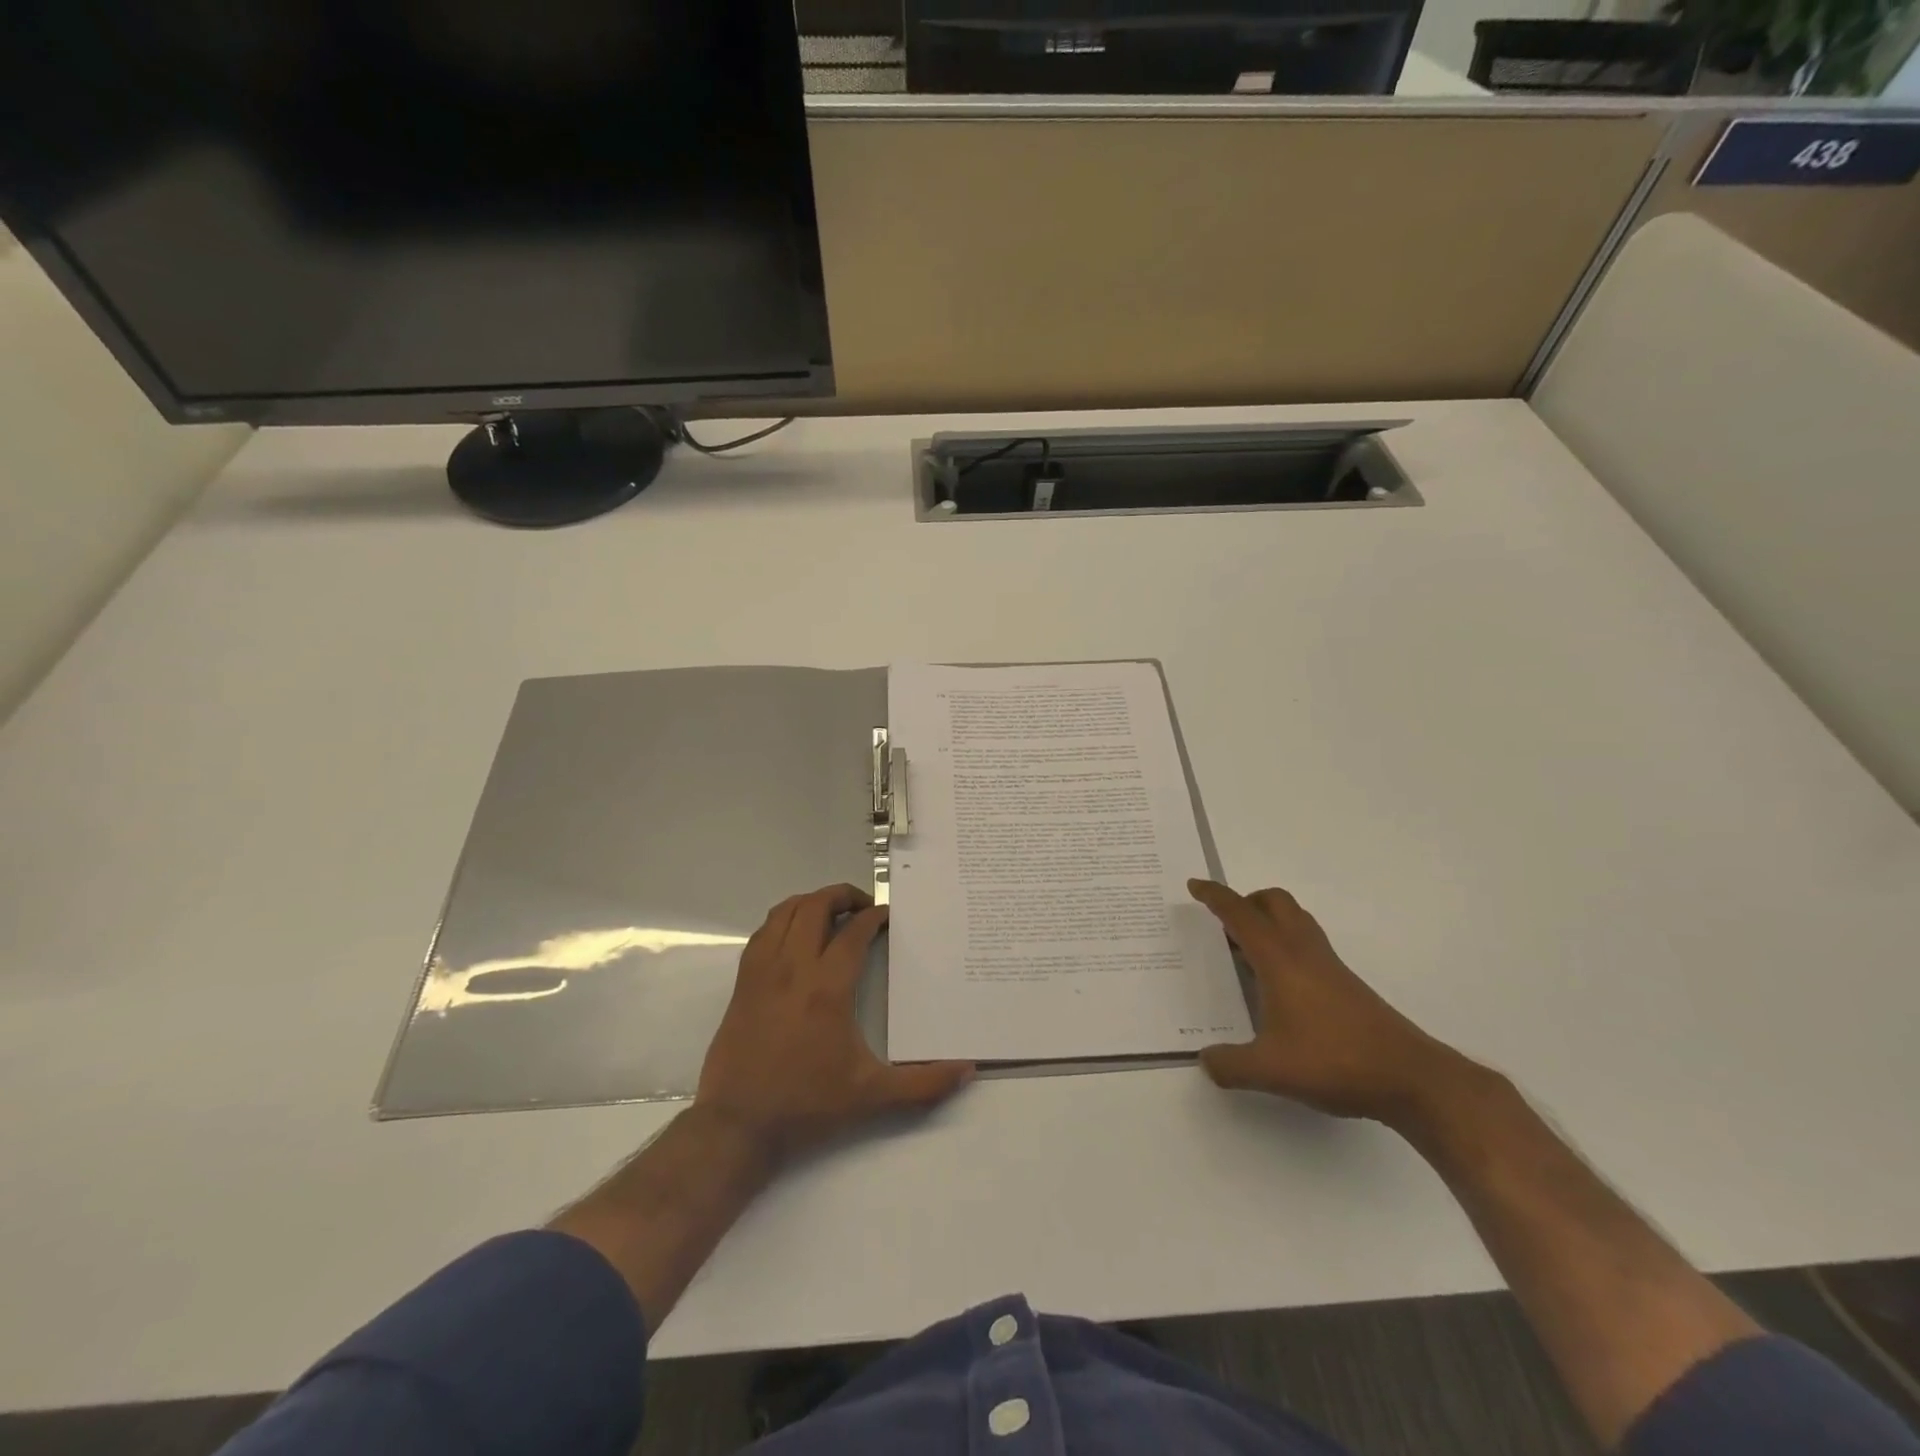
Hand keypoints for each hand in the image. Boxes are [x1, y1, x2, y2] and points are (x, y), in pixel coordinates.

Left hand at [695, 884, 974, 1162]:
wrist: (737, 1125)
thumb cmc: (807, 1105)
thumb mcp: (871, 1097)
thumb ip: (923, 1084)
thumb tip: (967, 1070)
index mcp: (827, 988)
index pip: (854, 932)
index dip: (874, 917)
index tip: (887, 916)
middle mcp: (793, 968)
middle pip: (816, 907)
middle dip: (842, 895)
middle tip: (863, 906)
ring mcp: (763, 972)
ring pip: (785, 912)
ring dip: (811, 902)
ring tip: (831, 911)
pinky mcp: (743, 983)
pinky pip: (762, 933)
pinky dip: (782, 920)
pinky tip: (794, 935)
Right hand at [1188, 878, 1472, 1125]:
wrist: (1409, 1077)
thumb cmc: (1334, 1061)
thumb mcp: (1270, 1070)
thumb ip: (1230, 1065)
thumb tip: (1205, 1060)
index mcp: (1279, 959)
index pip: (1240, 914)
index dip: (1215, 896)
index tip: (1195, 885)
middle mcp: (1303, 952)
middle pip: (1274, 902)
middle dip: (1245, 902)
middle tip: (1223, 925)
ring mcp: (1328, 966)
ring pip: (1295, 920)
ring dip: (1267, 921)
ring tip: (1245, 951)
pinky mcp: (1345, 984)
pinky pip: (1306, 944)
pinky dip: (1284, 946)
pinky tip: (1277, 984)